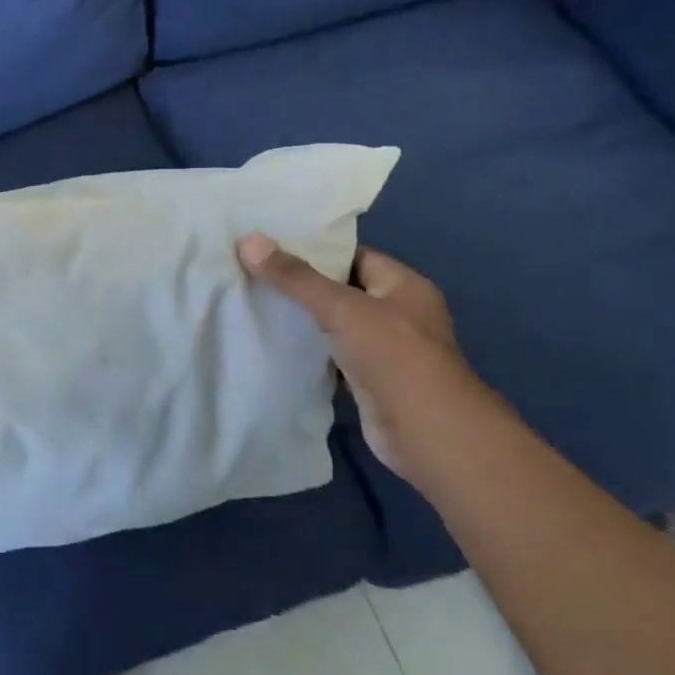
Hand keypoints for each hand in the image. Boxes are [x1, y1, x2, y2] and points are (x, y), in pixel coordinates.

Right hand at [237, 235, 490, 480]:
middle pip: (341, 290)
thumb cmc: (393, 356)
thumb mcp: (340, 308)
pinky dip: (307, 352)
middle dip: (301, 285)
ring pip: (334, 325)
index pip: (354, 256)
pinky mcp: (369, 381)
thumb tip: (248, 240)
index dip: (314, 250)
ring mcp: (385, 350)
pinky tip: (272, 343)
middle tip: (252, 272)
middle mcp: (398, 314)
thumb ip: (294, 277)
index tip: (270, 247)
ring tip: (253, 303)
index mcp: (404, 286)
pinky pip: (331, 356)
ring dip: (302, 320)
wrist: (426, 433)